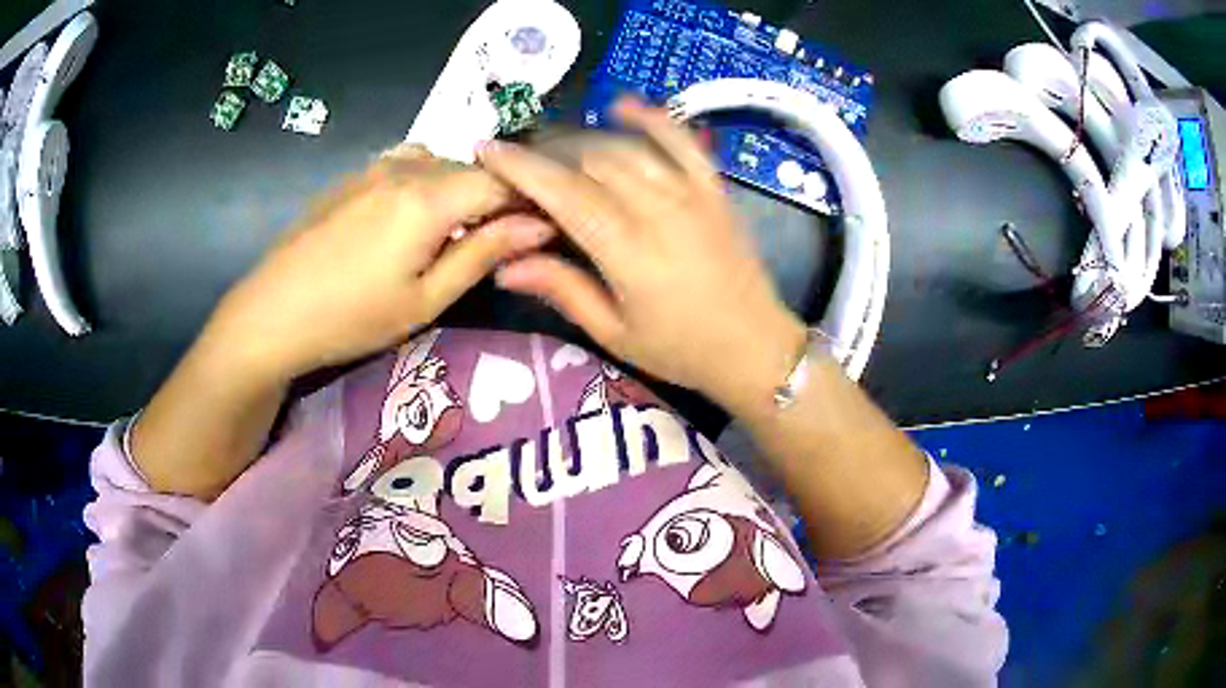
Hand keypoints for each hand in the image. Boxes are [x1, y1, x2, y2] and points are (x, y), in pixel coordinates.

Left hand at [206, 145, 552, 382]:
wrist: (272, 313)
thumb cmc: (351, 317)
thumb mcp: (426, 299)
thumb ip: (484, 253)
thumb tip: (541, 225)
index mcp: (430, 195)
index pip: (504, 181)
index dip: (530, 203)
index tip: (542, 235)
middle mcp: (407, 165)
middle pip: (473, 168)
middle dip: (496, 199)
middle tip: (498, 244)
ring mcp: (376, 165)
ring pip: (442, 163)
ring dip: (460, 190)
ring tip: (453, 234)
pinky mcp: (354, 175)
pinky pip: (408, 164)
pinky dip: (427, 183)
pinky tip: (412, 218)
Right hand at [480, 99, 805, 409]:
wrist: (754, 347)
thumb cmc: (680, 349)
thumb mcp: (614, 332)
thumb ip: (562, 289)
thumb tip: (503, 265)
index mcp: (626, 249)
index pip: (561, 191)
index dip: (520, 167)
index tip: (487, 151)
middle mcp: (657, 208)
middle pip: (588, 160)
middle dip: (545, 154)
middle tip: (519, 167)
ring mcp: (690, 192)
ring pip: (624, 146)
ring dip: (582, 140)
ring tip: (554, 150)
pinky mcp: (713, 188)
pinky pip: (680, 140)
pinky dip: (650, 117)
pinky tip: (620, 106)